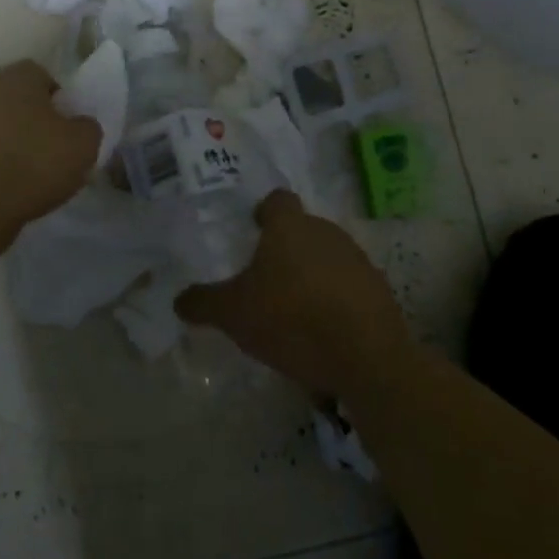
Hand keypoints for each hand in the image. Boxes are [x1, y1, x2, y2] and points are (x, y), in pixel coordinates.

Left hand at [0, 61, 101, 229]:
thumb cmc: (36, 163)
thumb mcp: (84, 145)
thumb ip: (88, 126)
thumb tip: (80, 125)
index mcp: (17, 78)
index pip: (42, 75)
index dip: (58, 98)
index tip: (67, 124)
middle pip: (17, 98)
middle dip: (34, 117)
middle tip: (52, 145)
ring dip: (13, 138)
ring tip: (32, 169)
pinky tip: (11, 182)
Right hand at [176, 192, 413, 399]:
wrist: (367, 358)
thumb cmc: (292, 319)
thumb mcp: (234, 314)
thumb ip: (204, 303)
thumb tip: (179, 300)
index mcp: (289, 227)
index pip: (277, 200)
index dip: (264, 211)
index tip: (253, 229)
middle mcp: (326, 232)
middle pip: (303, 229)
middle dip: (286, 248)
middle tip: (266, 277)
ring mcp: (357, 260)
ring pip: (327, 257)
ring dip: (312, 274)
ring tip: (294, 309)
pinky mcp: (379, 291)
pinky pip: (349, 286)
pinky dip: (335, 300)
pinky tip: (323, 331)